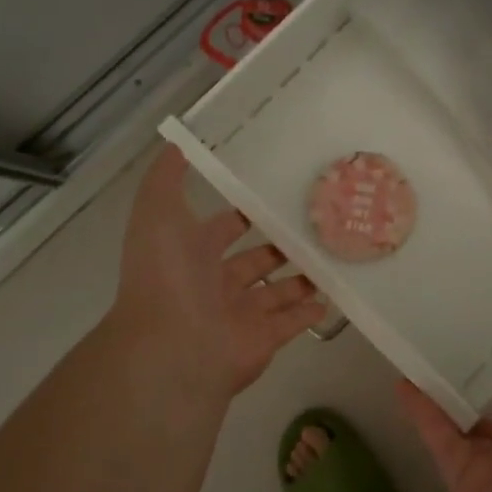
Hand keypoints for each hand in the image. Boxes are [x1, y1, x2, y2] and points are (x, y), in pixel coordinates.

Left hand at [109, 147, 326, 395]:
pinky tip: (334, 295)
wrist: (171, 347)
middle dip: (278, 247)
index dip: (243, 213)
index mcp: (192, 254)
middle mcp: (215, 284)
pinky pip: (292, 323)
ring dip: (299, 278)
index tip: (275, 195)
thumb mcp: (157, 212)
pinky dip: (310, 312)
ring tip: (332, 256)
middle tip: (314, 226)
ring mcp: (240, 314)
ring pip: (276, 292)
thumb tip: (175, 144)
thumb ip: (166, 178)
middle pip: (254, 261)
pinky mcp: (263, 340)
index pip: (223, 228)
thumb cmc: (167, 275)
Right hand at [398, 362, 491, 491]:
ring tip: (413, 360)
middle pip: (480, 416)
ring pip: (453, 425)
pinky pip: (439, 440)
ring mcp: (485, 469)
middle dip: (462, 390)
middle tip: (437, 351)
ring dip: (434, 396)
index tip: (479, 351)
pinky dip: (421, 413)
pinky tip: (405, 384)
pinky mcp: (461, 481)